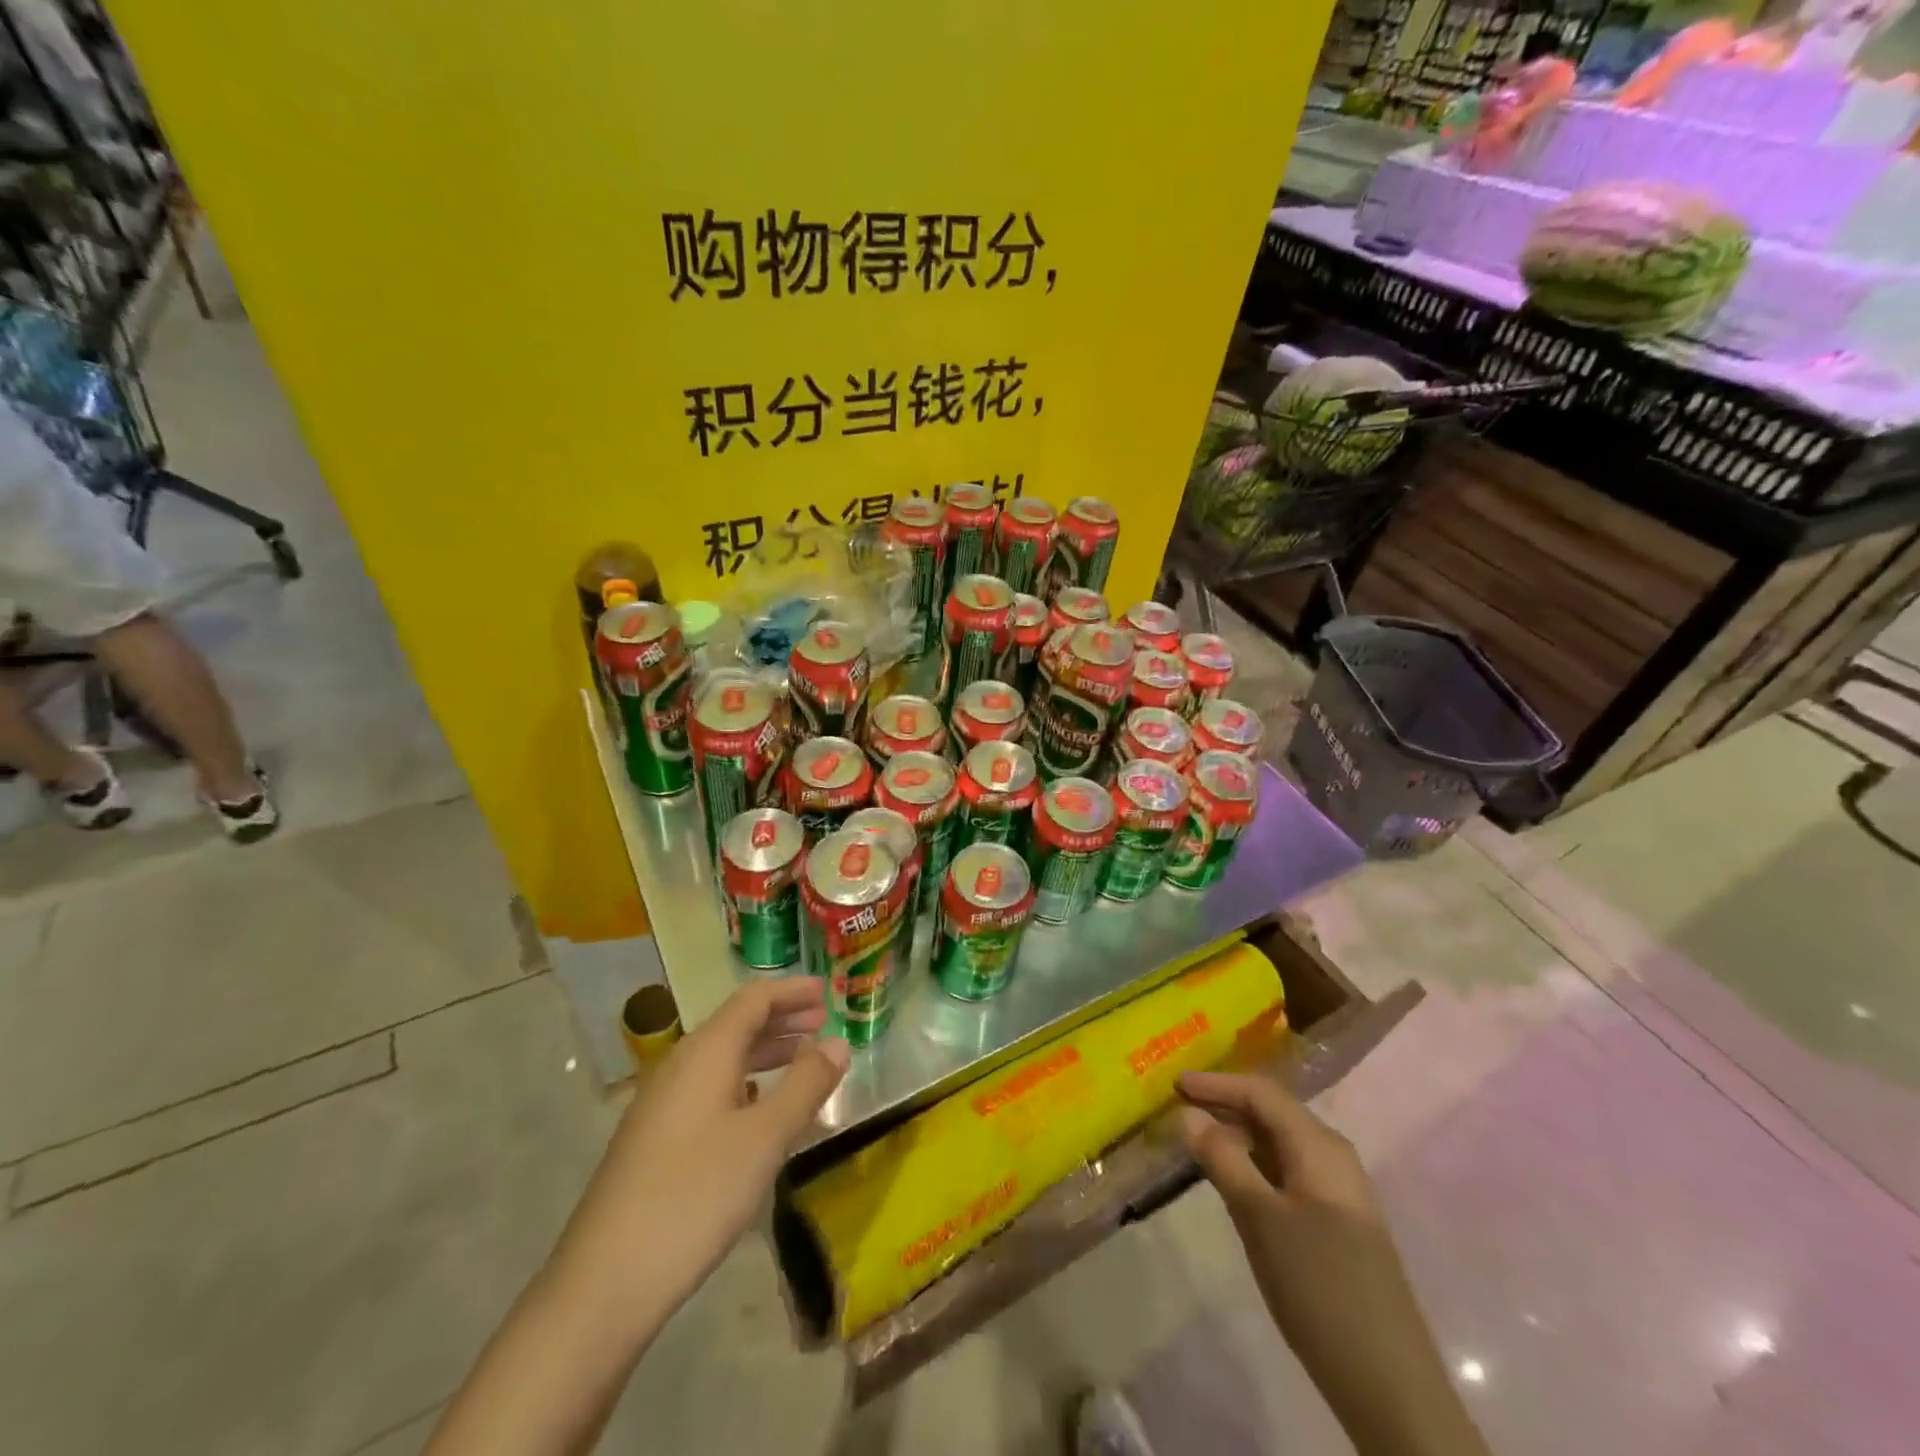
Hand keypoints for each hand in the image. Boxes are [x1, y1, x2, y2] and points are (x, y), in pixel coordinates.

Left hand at [551, 977, 849, 1330]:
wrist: (604, 1282)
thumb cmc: (695, 1195)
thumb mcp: (765, 1138)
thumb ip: (806, 1085)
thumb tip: (838, 1042)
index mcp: (706, 1052)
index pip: (753, 999)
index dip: (791, 991)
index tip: (827, 992)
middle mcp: (680, 1065)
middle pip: (736, 1024)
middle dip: (782, 1020)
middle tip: (823, 1024)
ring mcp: (661, 1103)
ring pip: (722, 1058)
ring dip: (764, 1052)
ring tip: (802, 1061)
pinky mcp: (654, 1138)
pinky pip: (708, 1088)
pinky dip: (744, 1083)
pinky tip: (758, 1109)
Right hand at [1179, 1071, 1489, 1455]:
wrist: (1389, 1382)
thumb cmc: (1318, 1286)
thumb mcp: (1259, 1218)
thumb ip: (1223, 1159)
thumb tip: (1189, 1113)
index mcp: (1319, 1146)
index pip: (1261, 1092)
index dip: (1216, 1083)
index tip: (1173, 1084)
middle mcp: (1331, 1156)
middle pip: (1271, 1112)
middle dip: (1224, 1104)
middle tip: (1178, 1107)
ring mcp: (1337, 1190)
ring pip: (1278, 1142)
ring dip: (1237, 1134)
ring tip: (1195, 1139)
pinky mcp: (1335, 1221)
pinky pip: (1286, 1170)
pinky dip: (1253, 1163)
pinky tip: (1231, 1179)